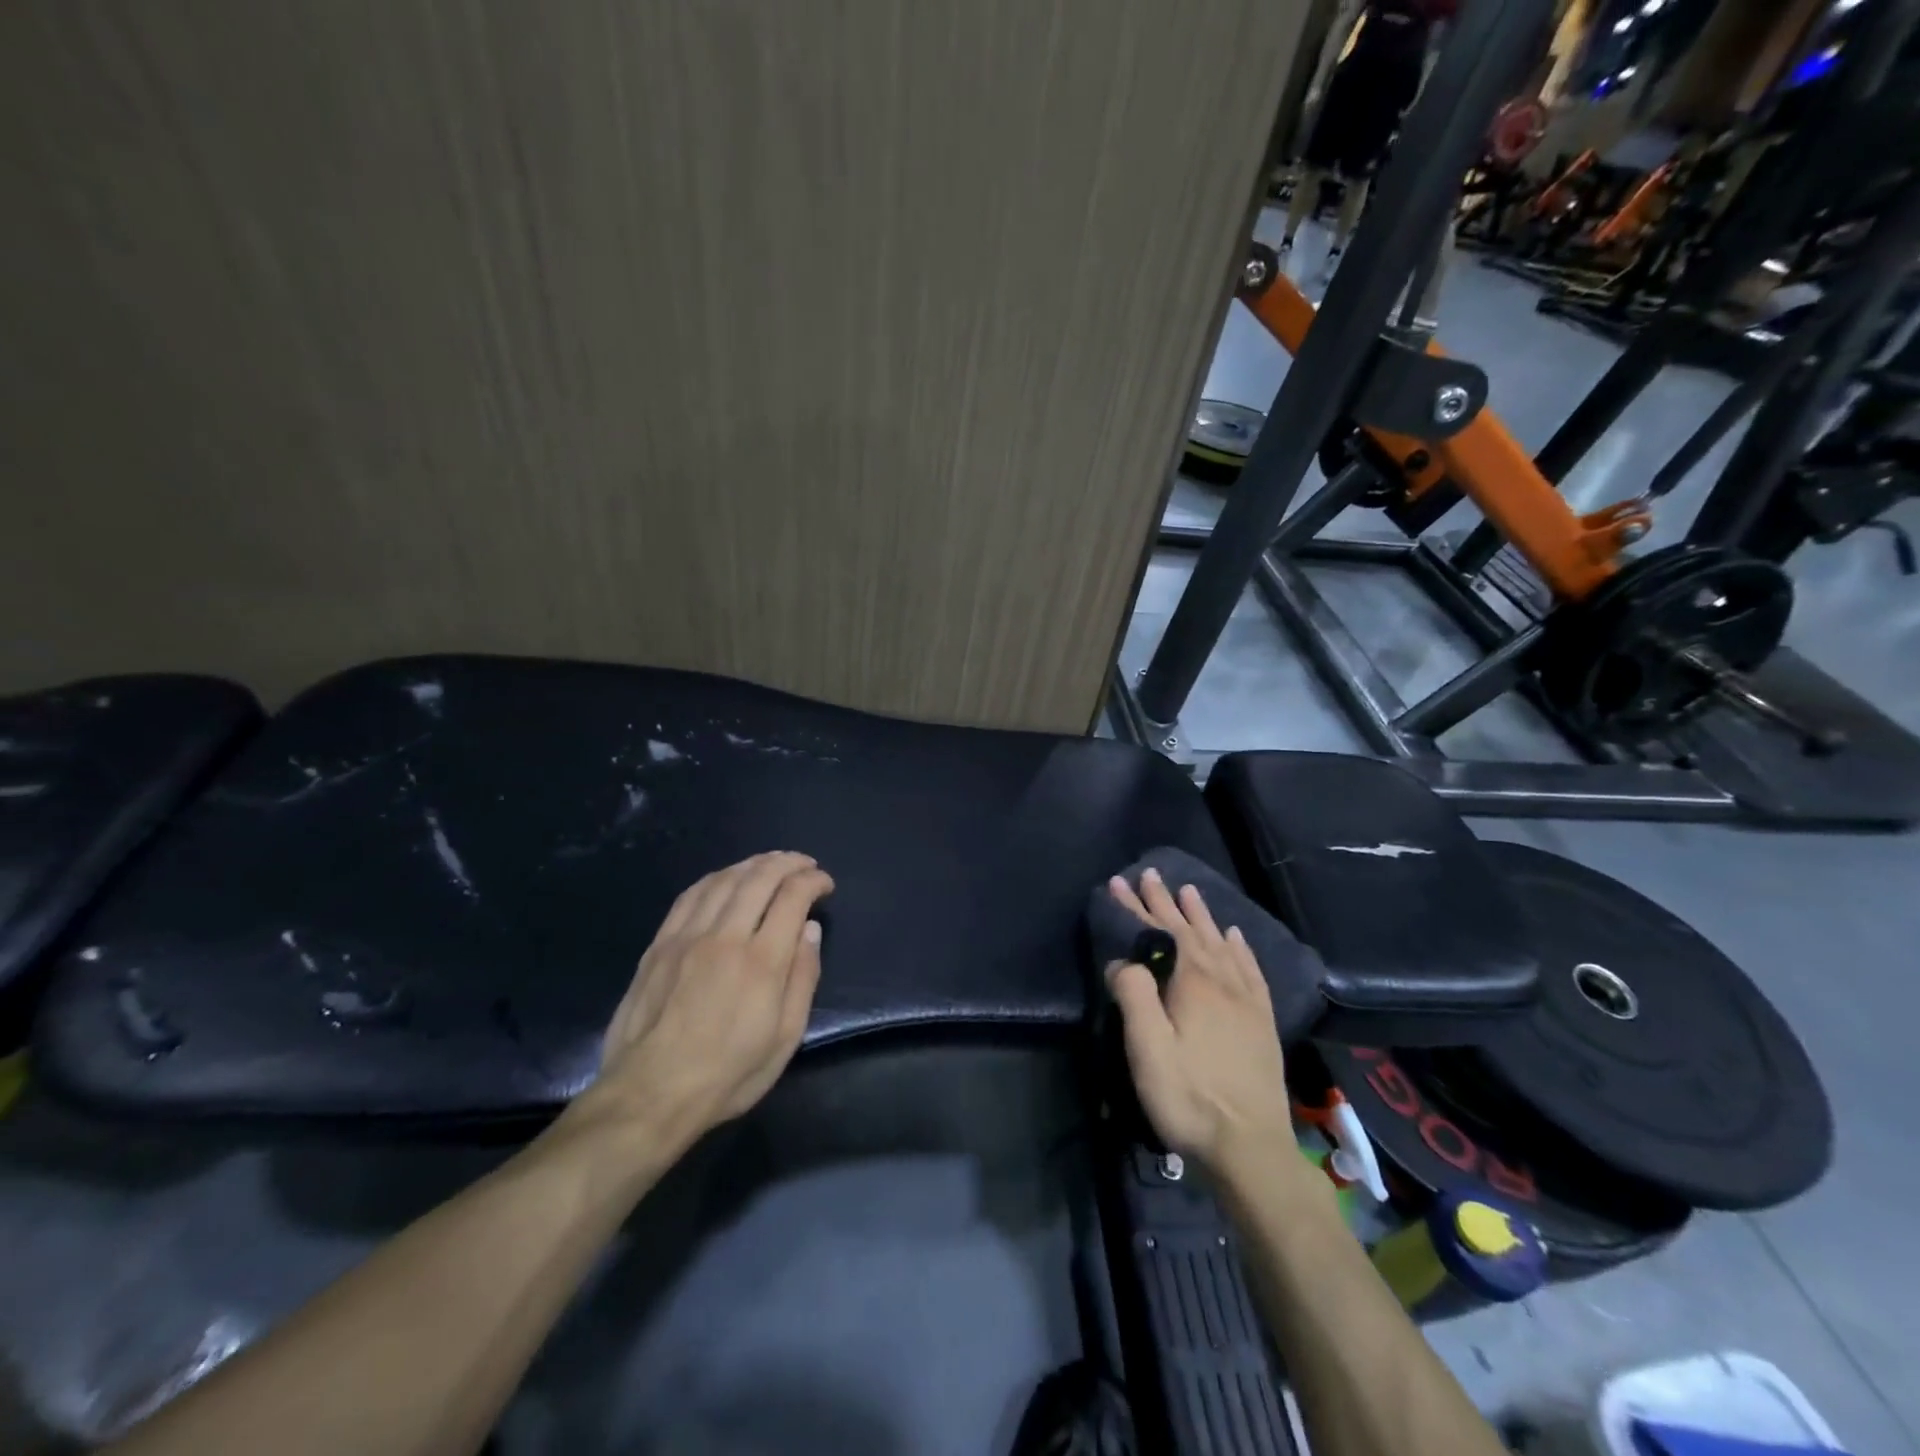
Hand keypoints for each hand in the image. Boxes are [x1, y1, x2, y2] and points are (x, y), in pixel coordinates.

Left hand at [576, 851, 833, 1154]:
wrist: (649, 1095)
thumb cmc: (727, 1074)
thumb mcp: (785, 1038)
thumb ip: (802, 978)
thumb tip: (810, 930)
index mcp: (762, 962)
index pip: (792, 897)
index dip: (813, 881)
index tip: (825, 884)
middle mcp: (725, 937)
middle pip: (760, 877)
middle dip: (788, 862)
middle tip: (804, 864)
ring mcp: (687, 937)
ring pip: (724, 879)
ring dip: (754, 863)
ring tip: (771, 863)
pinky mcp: (660, 945)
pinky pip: (690, 895)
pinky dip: (716, 878)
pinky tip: (726, 879)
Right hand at [1105, 867, 1292, 1172]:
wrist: (1251, 1150)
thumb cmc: (1189, 1098)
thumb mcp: (1147, 1050)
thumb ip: (1134, 996)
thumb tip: (1123, 960)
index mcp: (1192, 984)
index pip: (1160, 933)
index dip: (1138, 907)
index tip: (1120, 881)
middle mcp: (1222, 982)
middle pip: (1190, 932)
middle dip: (1166, 902)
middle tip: (1151, 874)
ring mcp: (1246, 1001)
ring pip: (1221, 944)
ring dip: (1202, 916)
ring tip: (1190, 891)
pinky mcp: (1262, 1022)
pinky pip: (1250, 971)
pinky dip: (1240, 948)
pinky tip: (1236, 937)